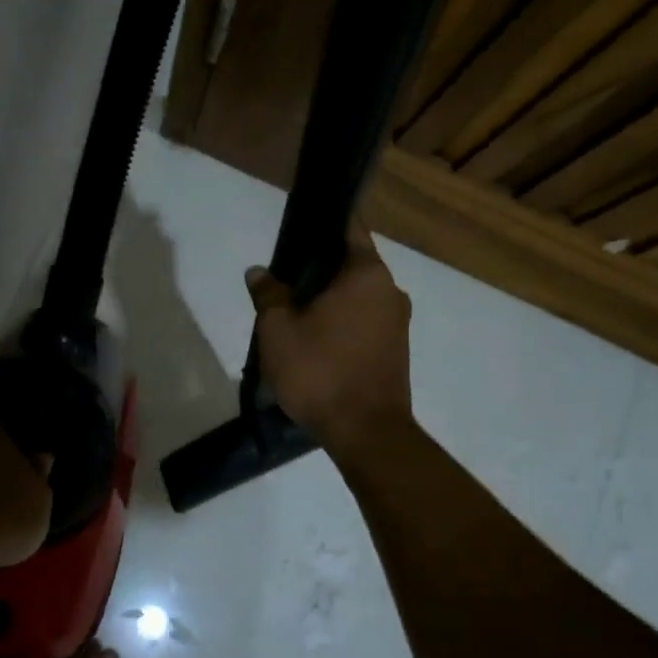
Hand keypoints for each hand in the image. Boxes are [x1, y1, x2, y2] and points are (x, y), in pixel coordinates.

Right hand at [247, 222, 414, 462]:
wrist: (366, 433)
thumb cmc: (320, 371)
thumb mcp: (278, 330)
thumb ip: (269, 294)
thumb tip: (259, 272)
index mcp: (367, 274)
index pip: (348, 228)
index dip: (322, 224)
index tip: (298, 227)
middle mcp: (390, 290)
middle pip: (351, 265)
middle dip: (318, 270)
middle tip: (283, 282)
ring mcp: (398, 322)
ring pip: (357, 296)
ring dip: (329, 300)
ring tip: (294, 315)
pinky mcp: (397, 350)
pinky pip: (364, 322)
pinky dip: (342, 323)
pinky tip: (315, 341)